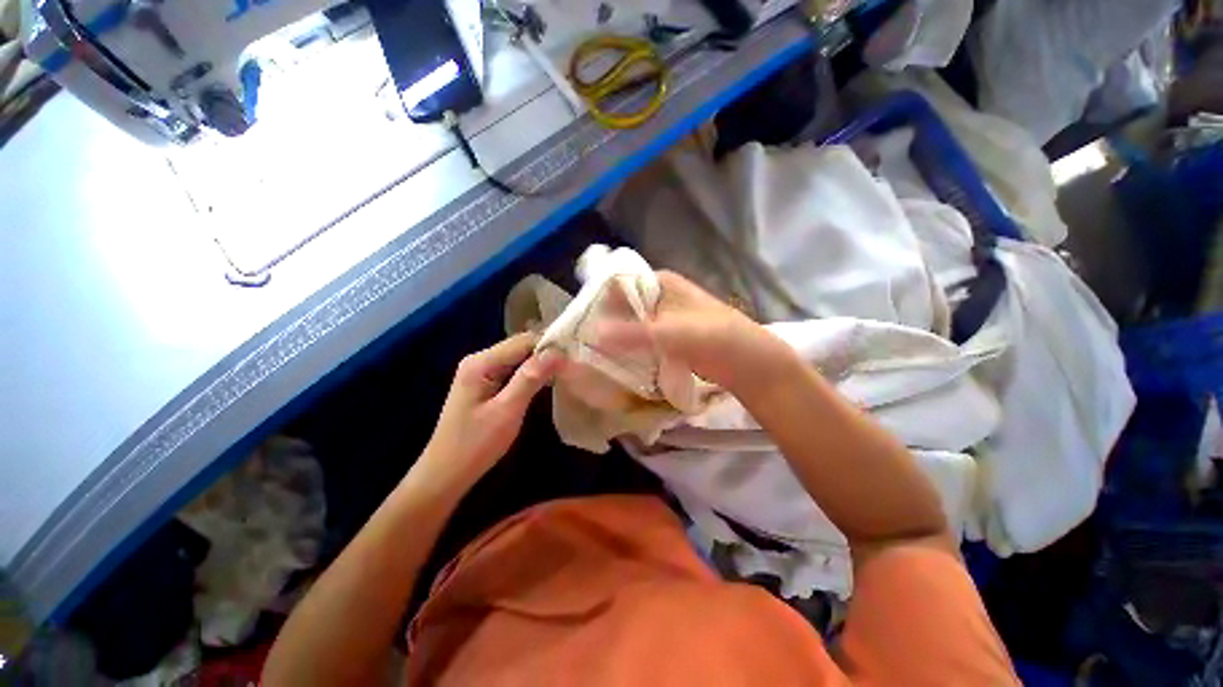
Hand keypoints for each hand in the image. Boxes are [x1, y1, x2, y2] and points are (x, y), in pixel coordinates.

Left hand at [416, 333, 562, 490]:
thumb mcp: (507, 411)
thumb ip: (530, 378)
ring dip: (540, 365)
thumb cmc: (475, 445)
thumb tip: (557, 352)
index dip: (549, 346)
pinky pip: (513, 371)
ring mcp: (481, 372)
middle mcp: (480, 360)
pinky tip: (545, 383)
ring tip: (564, 372)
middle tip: (571, 366)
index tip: (573, 357)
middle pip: (520, 347)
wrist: (445, 475)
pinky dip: (530, 375)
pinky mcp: (485, 385)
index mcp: (481, 362)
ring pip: (518, 359)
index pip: (523, 341)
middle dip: (546, 354)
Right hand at [597, 271, 796, 396]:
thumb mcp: (674, 333)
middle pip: (621, 307)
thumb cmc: (717, 338)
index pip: (617, 285)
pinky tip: (613, 365)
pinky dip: (628, 351)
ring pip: (629, 326)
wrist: (751, 364)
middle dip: (603, 324)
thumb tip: (592, 334)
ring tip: (590, 357)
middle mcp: (658, 296)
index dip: (597, 302)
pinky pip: (640, 342)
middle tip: (580, 346)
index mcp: (660, 282)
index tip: (576, 325)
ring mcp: (662, 319)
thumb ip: (634, 334)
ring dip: (614, 340)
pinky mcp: (666, 340)